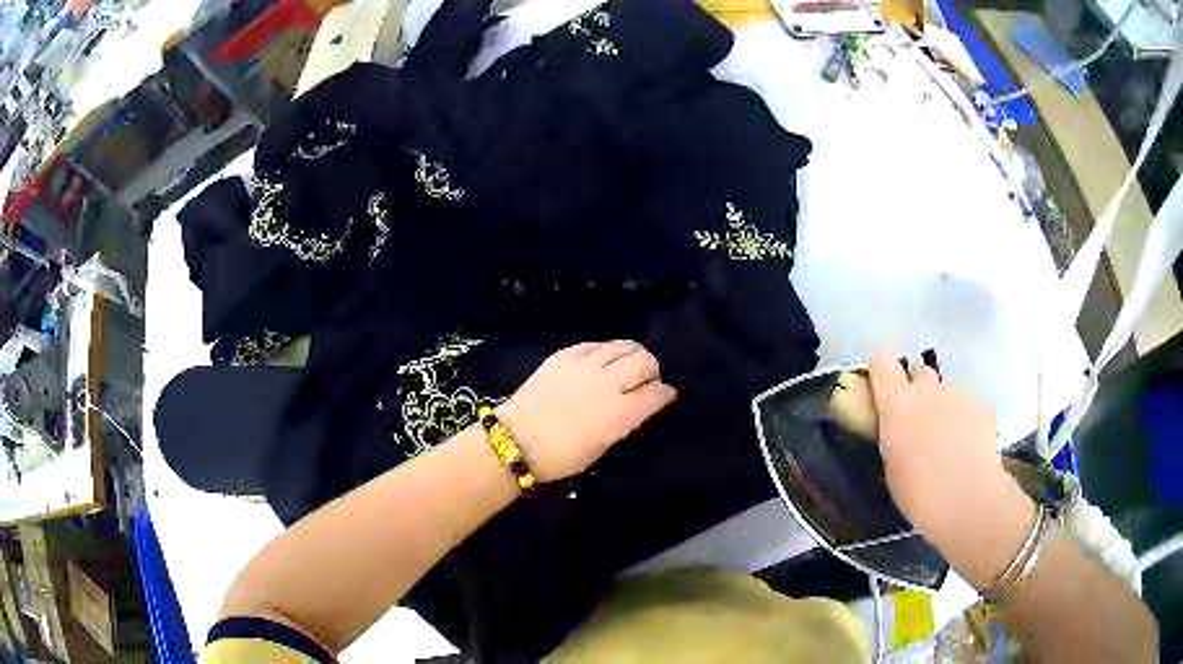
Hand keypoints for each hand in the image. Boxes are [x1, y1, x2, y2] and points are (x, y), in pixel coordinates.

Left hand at [499, 341, 676, 481]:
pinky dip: (606, 350)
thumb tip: (637, 407)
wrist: (516, 441)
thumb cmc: (561, 457)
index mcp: (620, 413)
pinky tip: (603, 359)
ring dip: (632, 354)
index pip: (657, 393)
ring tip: (628, 364)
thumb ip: (624, 422)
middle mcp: (607, 383)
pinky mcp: (564, 356)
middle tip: (646, 380)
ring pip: (622, 346)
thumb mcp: (602, 447)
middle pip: (644, 361)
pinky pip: (595, 344)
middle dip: (652, 370)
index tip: (665, 396)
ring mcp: (585, 365)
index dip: (666, 394)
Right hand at [868, 350, 1036, 588]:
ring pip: (947, 391)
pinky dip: (967, 420)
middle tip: (918, 422)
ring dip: (944, 407)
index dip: (881, 369)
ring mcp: (959, 394)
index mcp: (898, 404)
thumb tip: (899, 429)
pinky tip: (969, 448)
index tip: (881, 386)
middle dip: (917, 390)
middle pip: (919, 372)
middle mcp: (928, 389)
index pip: (882, 361)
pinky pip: (969, 405)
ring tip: (948, 443)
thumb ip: (894, 435)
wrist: (970, 501)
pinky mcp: (983, 405)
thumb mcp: (892, 466)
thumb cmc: (920, 495)